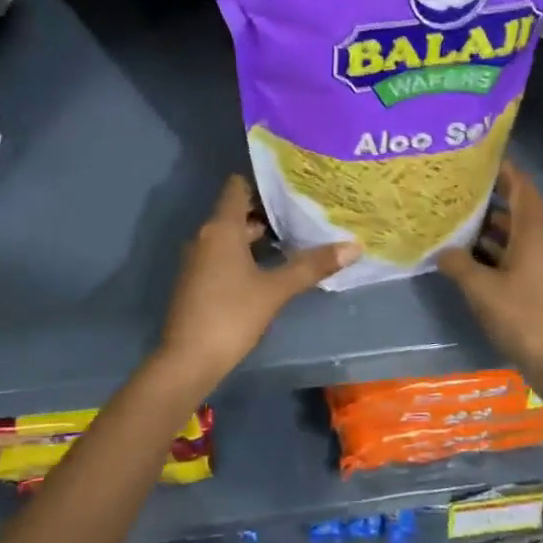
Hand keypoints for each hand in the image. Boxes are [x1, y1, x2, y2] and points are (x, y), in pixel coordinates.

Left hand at [155, 176, 358, 387]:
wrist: (187, 361)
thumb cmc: (231, 315)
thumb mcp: (275, 290)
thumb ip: (311, 266)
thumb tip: (354, 246)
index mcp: (221, 228)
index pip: (238, 187)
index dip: (263, 181)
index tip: (291, 182)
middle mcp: (205, 236)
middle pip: (237, 212)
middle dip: (268, 212)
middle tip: (303, 212)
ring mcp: (198, 260)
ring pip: (231, 236)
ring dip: (258, 236)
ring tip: (294, 239)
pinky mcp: (197, 281)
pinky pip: (223, 255)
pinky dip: (245, 255)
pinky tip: (270, 268)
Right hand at [437, 162, 542, 408]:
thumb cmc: (523, 317)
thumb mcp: (481, 289)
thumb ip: (458, 264)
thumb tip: (442, 249)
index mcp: (533, 233)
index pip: (522, 187)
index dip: (504, 169)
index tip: (477, 157)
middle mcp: (540, 242)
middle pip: (515, 208)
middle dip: (487, 196)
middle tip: (454, 188)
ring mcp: (540, 264)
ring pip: (511, 234)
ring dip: (486, 226)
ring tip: (452, 218)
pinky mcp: (535, 284)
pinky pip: (511, 255)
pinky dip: (490, 250)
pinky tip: (464, 256)